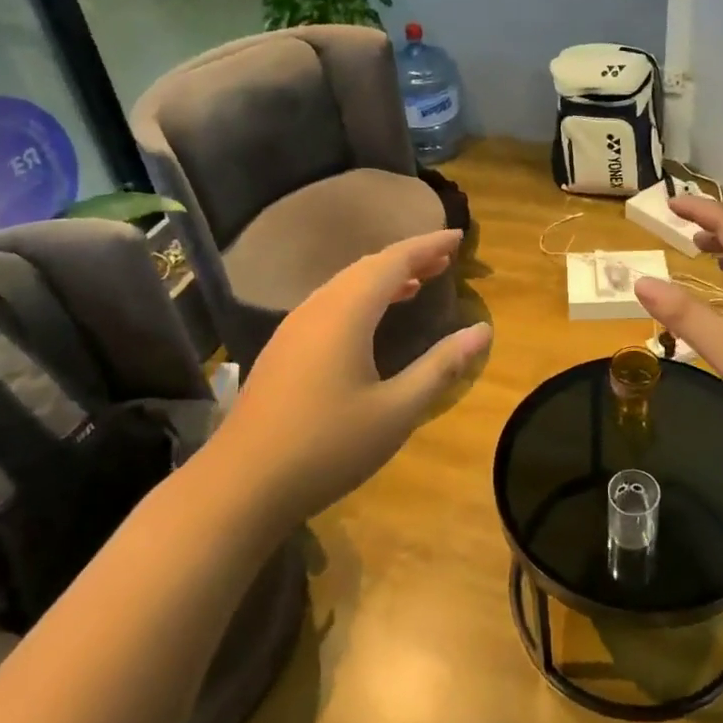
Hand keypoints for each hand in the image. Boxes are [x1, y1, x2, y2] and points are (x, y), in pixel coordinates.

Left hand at [220, 230, 490, 527]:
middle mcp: (317, 308)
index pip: (394, 261)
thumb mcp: (396, 411)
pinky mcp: (283, 350)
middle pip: (368, 267)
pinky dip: (361, 298)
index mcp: (346, 312)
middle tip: (445, 258)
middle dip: (409, 258)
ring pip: (345, 285)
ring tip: (417, 283)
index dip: (428, 245)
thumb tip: (482, 330)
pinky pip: (330, 304)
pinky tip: (371, 321)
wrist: (240, 485)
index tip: (460, 237)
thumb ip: (441, 366)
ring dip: (383, 277)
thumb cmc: (327, 446)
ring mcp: (294, 328)